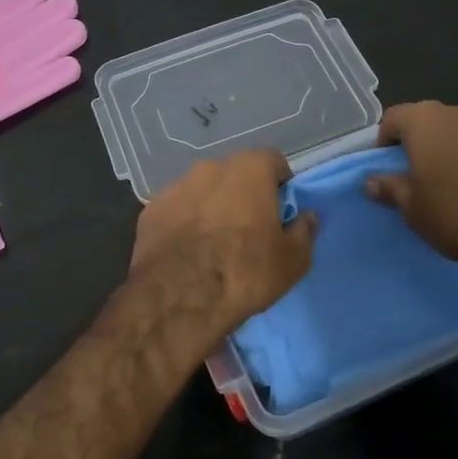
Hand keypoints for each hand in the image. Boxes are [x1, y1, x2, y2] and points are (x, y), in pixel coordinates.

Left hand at [128, 150, 316, 344]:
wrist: (179, 298)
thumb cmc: (245, 272)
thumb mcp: (293, 260)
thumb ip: (304, 230)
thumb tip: (307, 216)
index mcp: (249, 170)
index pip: (273, 161)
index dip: (280, 184)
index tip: (281, 210)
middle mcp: (210, 167)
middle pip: (235, 173)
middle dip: (244, 193)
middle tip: (249, 228)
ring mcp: (176, 186)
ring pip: (202, 190)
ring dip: (211, 206)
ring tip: (214, 242)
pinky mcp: (150, 209)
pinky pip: (176, 210)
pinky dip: (184, 222)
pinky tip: (186, 250)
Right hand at [365, 100, 457, 267]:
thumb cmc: (457, 215)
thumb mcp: (413, 209)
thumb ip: (390, 187)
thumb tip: (370, 180)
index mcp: (428, 121)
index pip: (395, 118)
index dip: (388, 140)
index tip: (391, 164)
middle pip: (441, 121)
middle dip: (436, 142)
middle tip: (436, 175)